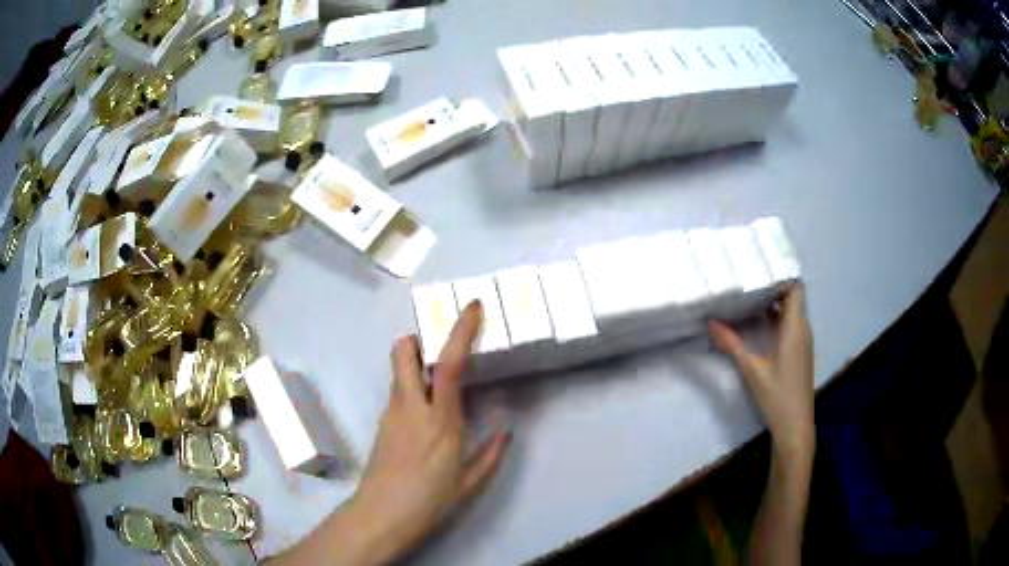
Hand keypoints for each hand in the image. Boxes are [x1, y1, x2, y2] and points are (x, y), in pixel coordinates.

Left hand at [347, 300, 511, 563]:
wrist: (381, 516)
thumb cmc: (430, 500)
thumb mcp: (470, 482)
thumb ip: (491, 453)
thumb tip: (506, 430)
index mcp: (441, 421)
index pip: (449, 365)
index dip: (460, 331)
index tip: (472, 307)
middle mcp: (411, 408)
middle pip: (404, 353)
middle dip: (418, 338)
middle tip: (437, 346)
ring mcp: (391, 414)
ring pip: (398, 371)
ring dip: (414, 364)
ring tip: (436, 382)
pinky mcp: (381, 423)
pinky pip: (397, 393)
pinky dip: (411, 387)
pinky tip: (425, 414)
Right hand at [708, 286, 813, 457]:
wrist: (795, 425)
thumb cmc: (776, 395)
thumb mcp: (751, 369)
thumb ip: (732, 344)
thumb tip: (711, 322)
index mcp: (795, 328)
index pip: (795, 289)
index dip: (780, 279)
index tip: (758, 276)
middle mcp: (803, 330)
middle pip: (792, 300)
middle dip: (771, 291)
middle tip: (746, 287)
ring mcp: (804, 342)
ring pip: (792, 314)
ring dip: (774, 307)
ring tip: (749, 304)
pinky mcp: (801, 354)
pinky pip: (792, 327)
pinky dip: (778, 322)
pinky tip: (759, 329)